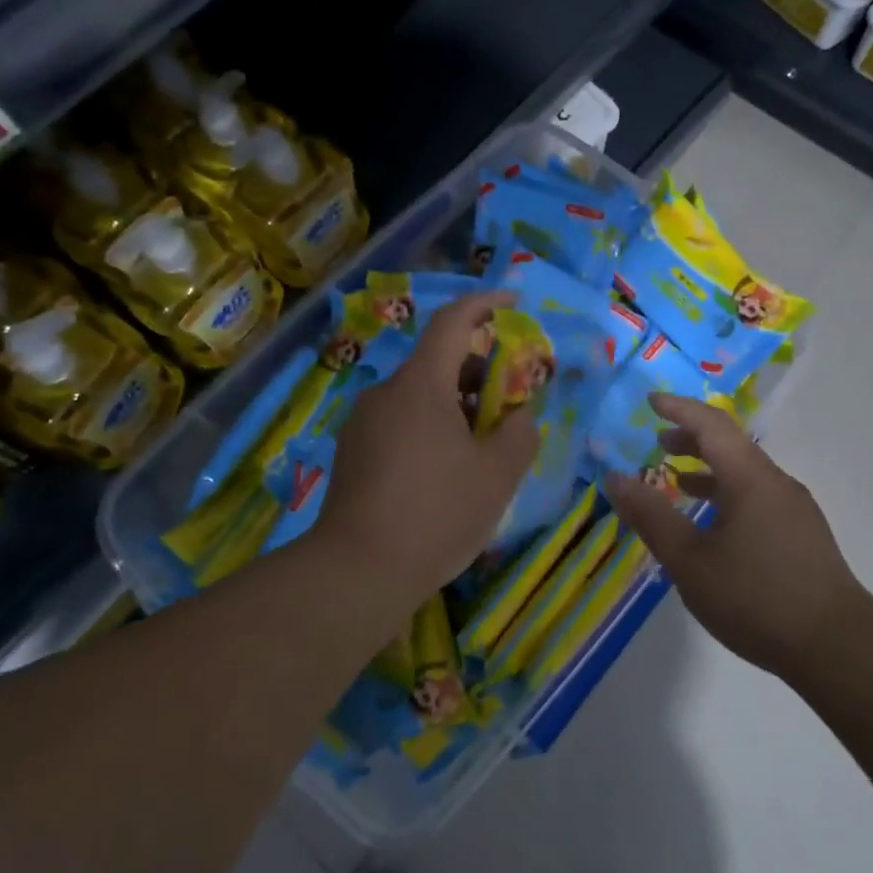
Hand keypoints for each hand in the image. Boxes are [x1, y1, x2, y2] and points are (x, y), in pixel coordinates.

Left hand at [317, 292, 538, 601]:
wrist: (356, 571)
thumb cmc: (436, 513)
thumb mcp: (497, 475)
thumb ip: (520, 433)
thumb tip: (520, 416)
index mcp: (421, 384)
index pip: (452, 322)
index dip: (484, 304)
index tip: (512, 301)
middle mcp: (386, 392)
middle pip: (437, 362)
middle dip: (479, 371)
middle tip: (510, 402)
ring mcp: (363, 423)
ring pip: (419, 396)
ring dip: (455, 405)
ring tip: (482, 445)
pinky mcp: (352, 452)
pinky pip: (400, 422)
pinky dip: (430, 428)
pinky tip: (444, 471)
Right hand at [603, 394, 872, 679]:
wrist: (838, 647)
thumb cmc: (756, 598)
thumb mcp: (690, 560)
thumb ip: (651, 516)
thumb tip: (614, 478)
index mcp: (749, 478)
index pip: (711, 424)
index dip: (679, 408)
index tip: (650, 401)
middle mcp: (775, 482)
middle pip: (731, 444)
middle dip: (692, 437)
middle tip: (659, 442)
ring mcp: (794, 508)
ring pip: (746, 472)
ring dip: (710, 468)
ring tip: (678, 482)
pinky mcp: (803, 534)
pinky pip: (758, 495)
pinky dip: (728, 493)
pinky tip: (715, 526)